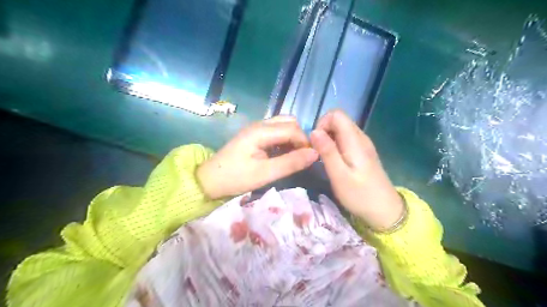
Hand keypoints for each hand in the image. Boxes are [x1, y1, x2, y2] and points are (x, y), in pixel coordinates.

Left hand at [198, 116, 319, 199]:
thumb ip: (290, 163)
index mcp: (261, 131)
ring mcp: (256, 129)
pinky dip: (284, 140)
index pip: (293, 129)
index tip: (310, 159)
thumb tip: (315, 154)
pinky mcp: (254, 136)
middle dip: (300, 138)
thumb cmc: (235, 178)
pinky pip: (275, 132)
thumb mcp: (265, 173)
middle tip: (301, 157)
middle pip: (289, 122)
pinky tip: (283, 154)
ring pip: (283, 125)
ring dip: (292, 138)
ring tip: (294, 156)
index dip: (305, 142)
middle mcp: (260, 125)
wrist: (209, 180)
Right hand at [310, 110, 403, 231]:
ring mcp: (363, 144)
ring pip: (341, 130)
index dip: (322, 123)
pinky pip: (345, 139)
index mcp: (355, 140)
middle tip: (317, 152)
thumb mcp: (339, 176)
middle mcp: (360, 137)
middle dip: (323, 131)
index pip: (336, 114)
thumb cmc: (360, 195)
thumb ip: (327, 152)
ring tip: (323, 158)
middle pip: (338, 120)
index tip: (315, 143)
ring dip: (328, 139)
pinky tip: (334, 161)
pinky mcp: (362, 152)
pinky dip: (335, 145)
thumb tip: (314, 131)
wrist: (385, 210)